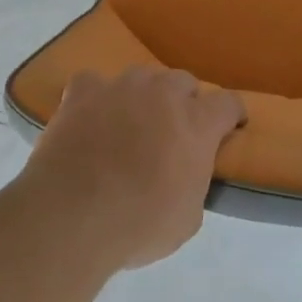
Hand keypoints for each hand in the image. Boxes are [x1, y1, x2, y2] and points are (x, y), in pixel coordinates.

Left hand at [22, 66, 244, 271]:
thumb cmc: (138, 225)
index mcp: (197, 123)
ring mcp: (121, 88)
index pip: (228, 103)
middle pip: (184, 82)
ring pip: (142, 77)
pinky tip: (90, 116)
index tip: (229, 128)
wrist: (71, 217)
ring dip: (143, 96)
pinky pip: (94, 83)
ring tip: (131, 123)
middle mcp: (163, 94)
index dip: (231, 116)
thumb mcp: (187, 218)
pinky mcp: (83, 92)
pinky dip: (95, 97)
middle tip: (173, 133)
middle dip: (184, 103)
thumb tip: (187, 173)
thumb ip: (195, 182)